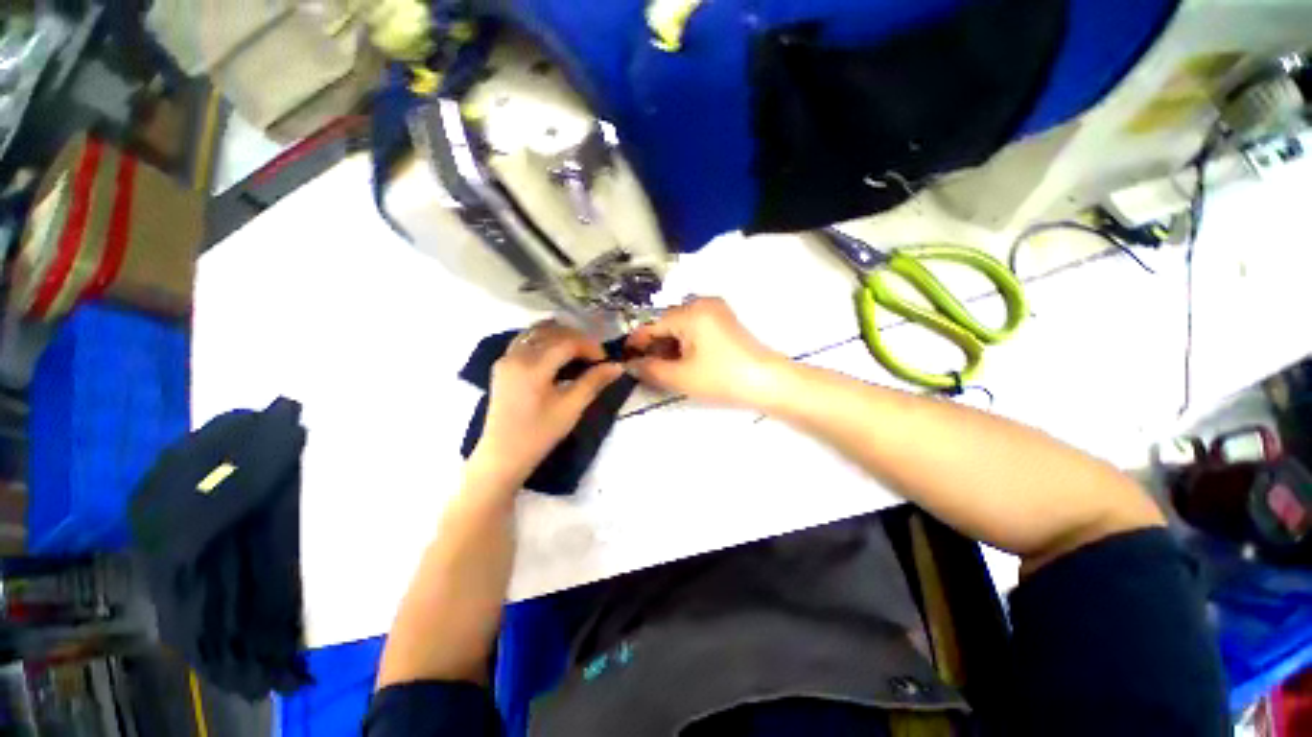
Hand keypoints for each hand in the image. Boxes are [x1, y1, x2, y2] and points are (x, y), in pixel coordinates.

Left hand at [469, 321, 623, 491]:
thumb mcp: (571, 408)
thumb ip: (594, 382)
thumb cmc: (539, 434)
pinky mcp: (502, 365)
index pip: (568, 342)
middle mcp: (516, 355)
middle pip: (553, 332)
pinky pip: (525, 340)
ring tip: (578, 352)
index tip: (605, 360)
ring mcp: (506, 358)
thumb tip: (617, 366)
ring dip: (561, 336)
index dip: (590, 346)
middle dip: (578, 339)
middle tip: (595, 356)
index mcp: (533, 366)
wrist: (502, 456)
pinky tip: (556, 353)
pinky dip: (544, 340)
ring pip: (537, 332)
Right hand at [624, 297, 787, 407]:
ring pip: (681, 328)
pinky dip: (685, 345)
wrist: (768, 382)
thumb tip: (630, 365)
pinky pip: (695, 329)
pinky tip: (682, 363)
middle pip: (666, 325)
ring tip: (662, 370)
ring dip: (669, 347)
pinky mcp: (725, 321)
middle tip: (644, 370)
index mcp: (689, 312)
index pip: (651, 325)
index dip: (636, 343)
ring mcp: (716, 311)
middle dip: (654, 347)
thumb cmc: (721, 378)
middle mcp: (701, 303)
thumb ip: (649, 369)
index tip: (623, 360)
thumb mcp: (680, 377)